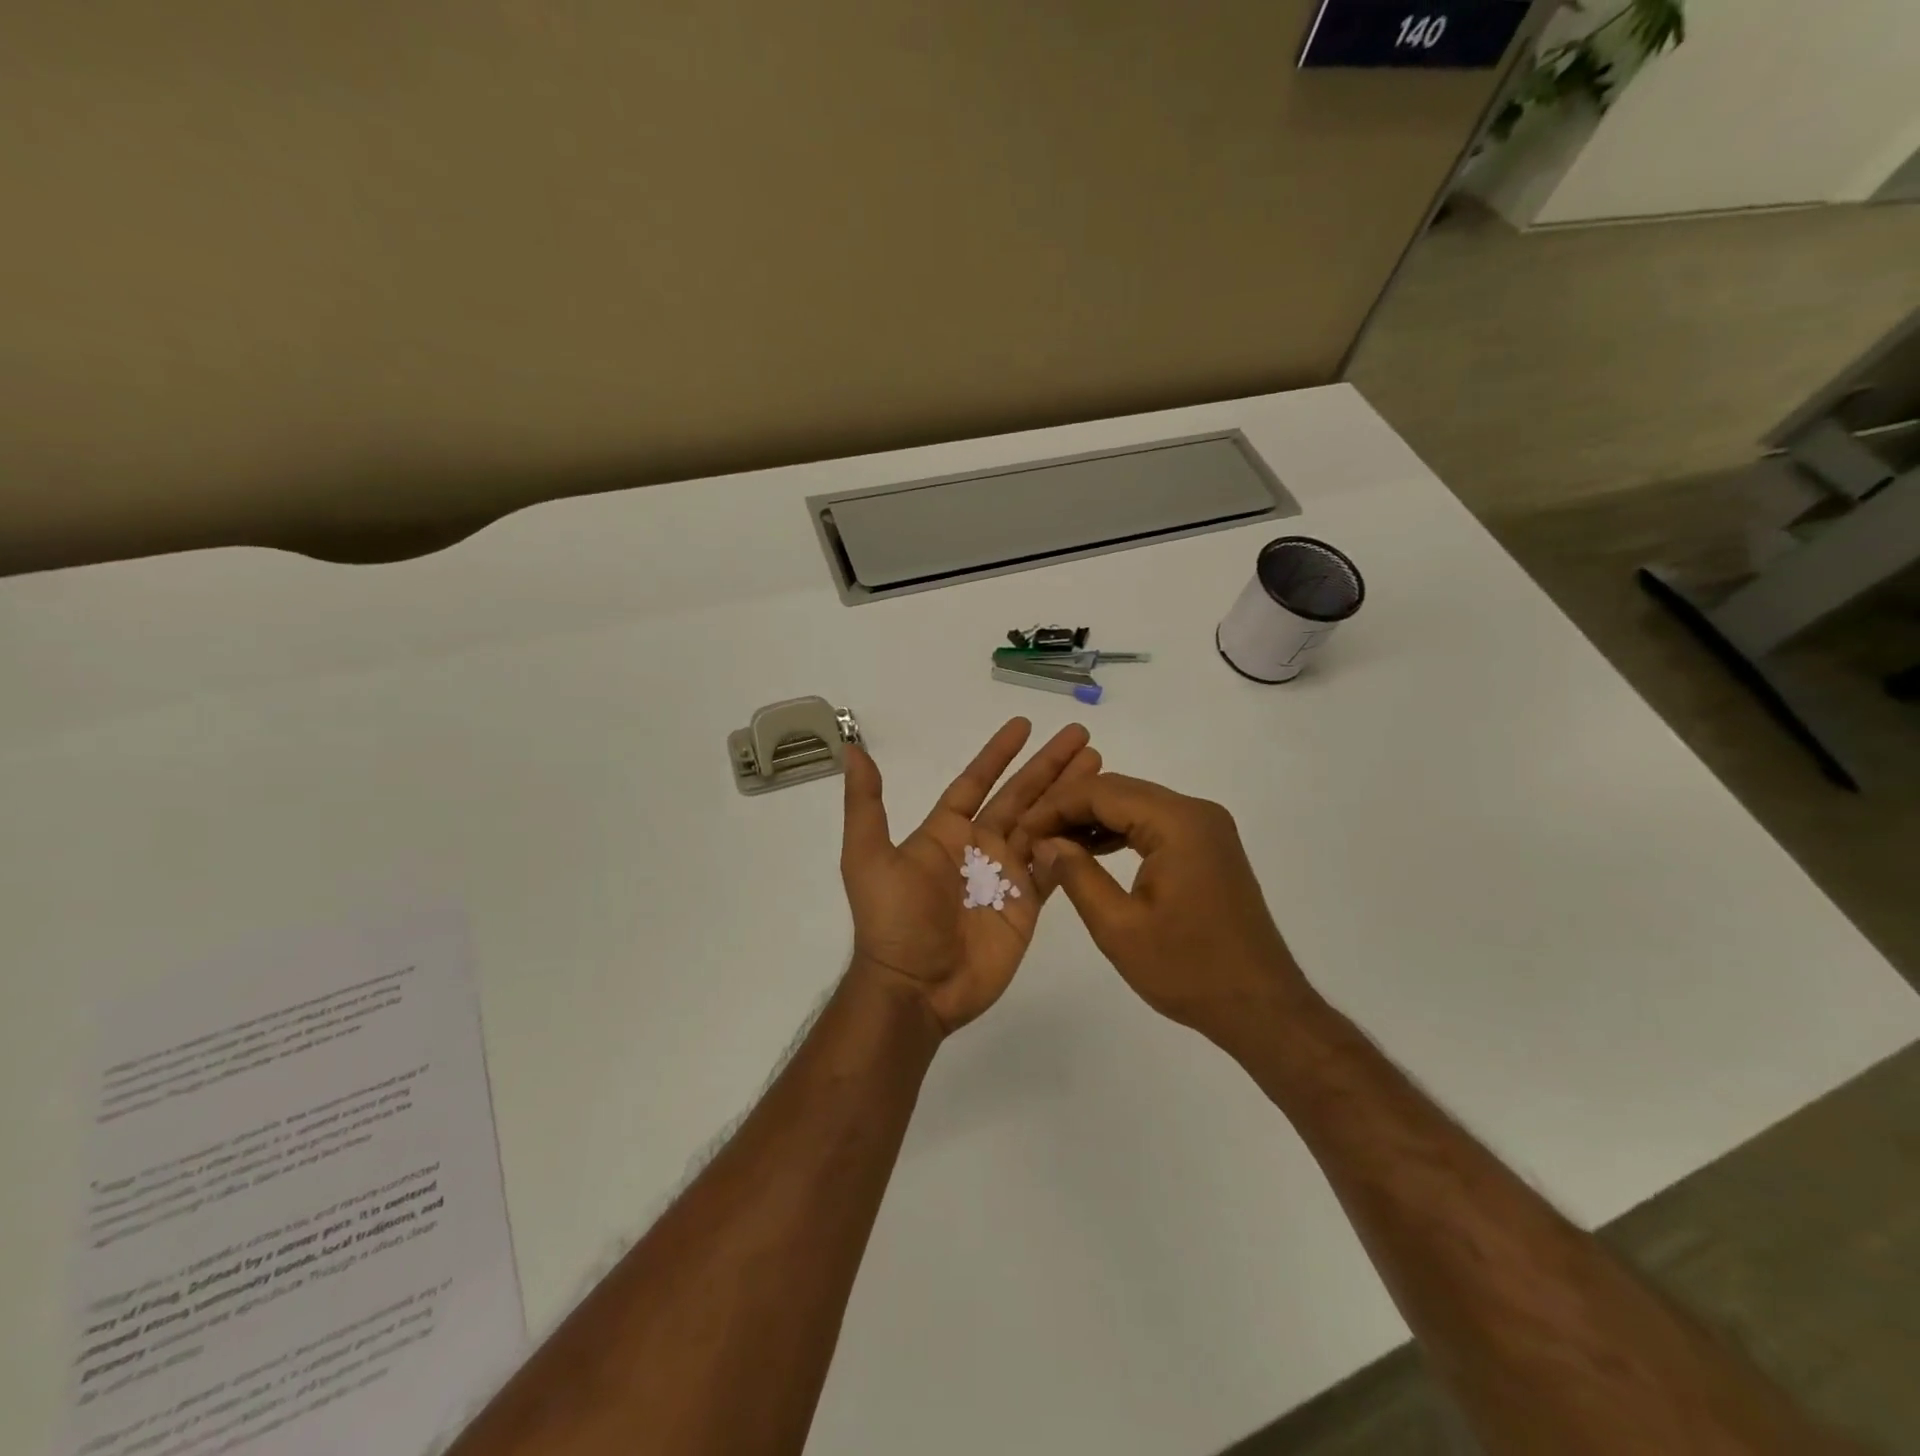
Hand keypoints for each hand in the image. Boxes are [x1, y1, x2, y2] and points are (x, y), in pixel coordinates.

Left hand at [841, 718, 1099, 1034]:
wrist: (916, 986)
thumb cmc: (894, 919)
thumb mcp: (868, 857)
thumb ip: (866, 804)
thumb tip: (852, 750)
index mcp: (946, 832)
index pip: (978, 781)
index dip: (999, 754)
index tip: (1024, 725)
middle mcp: (980, 847)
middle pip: (1021, 795)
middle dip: (1049, 766)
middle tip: (1082, 736)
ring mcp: (1007, 875)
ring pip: (1045, 824)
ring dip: (1069, 795)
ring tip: (1098, 765)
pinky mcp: (1027, 904)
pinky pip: (1056, 866)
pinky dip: (1075, 843)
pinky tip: (1097, 819)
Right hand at [1022, 773, 1312, 1046]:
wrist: (1260, 1006)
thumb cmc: (1188, 970)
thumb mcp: (1119, 927)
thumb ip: (1077, 875)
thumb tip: (1044, 842)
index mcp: (1177, 823)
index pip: (1102, 792)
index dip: (1055, 805)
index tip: (1021, 830)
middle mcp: (1196, 812)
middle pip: (1119, 791)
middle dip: (1071, 809)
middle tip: (1031, 837)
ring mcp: (1207, 828)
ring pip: (1136, 805)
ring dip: (1093, 819)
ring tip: (1053, 845)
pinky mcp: (1209, 846)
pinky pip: (1154, 825)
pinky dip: (1120, 832)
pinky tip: (1091, 852)